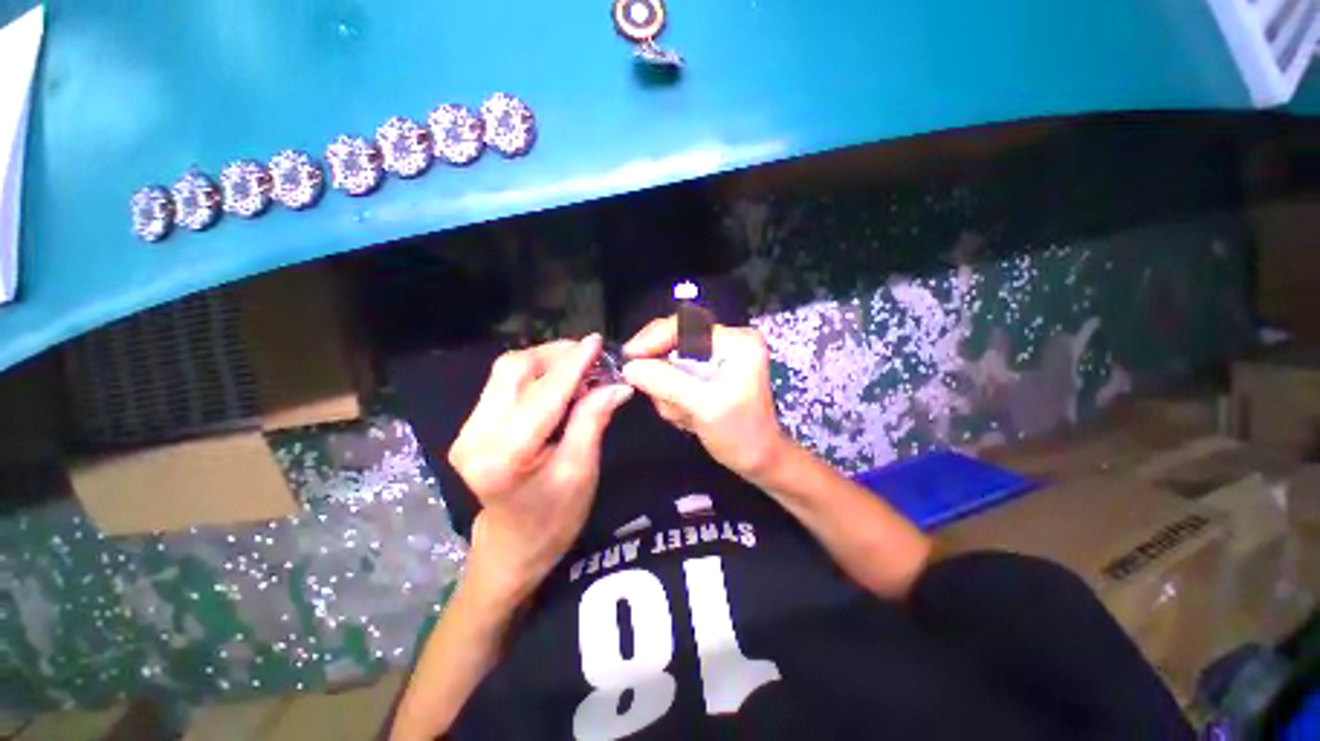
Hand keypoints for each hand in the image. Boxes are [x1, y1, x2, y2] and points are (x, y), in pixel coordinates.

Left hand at [448, 335, 632, 601]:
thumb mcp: (581, 471)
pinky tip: (559, 382)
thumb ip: (593, 420)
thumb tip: (617, 384)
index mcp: (503, 456)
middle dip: (556, 355)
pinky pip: (505, 384)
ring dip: (547, 362)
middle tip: (591, 357)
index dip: (573, 364)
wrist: (513, 545)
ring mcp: (467, 429)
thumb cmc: (554, 518)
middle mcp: (474, 436)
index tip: (597, 342)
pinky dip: (536, 375)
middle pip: (514, 370)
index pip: (543, 395)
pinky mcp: (471, 425)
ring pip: (507, 372)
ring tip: (580, 369)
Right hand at [622, 317, 788, 484]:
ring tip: (684, 415)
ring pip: (672, 362)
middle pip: (675, 343)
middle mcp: (728, 341)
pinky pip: (676, 375)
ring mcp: (719, 356)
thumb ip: (666, 383)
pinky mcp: (710, 370)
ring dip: (668, 391)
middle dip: (664, 375)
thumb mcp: (703, 407)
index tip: (629, 357)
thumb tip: (630, 367)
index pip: (686, 325)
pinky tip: (687, 415)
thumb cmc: (740, 435)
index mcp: (737, 342)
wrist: (758, 459)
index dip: (654, 338)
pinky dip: (673, 396)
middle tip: (662, 400)